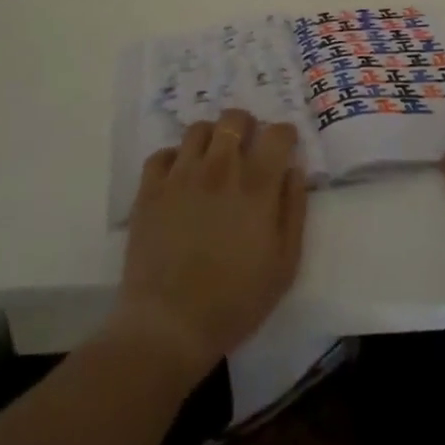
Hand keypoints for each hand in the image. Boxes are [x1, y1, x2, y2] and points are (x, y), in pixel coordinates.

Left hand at [113, 108, 307, 378]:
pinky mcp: (150, 189)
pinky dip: (174, 158)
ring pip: (198, 129)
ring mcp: (181, 175)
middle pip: (234, 119)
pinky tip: (179, 177)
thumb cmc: (236, 300)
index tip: (284, 146)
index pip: (277, 134)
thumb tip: (293, 171)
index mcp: (256, 185)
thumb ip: (294, 210)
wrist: (170, 325)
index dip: (284, 134)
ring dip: (211, 137)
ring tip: (212, 158)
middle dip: (246, 125)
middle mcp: (220, 168)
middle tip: (247, 145)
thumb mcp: (285, 264)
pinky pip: (162, 153)